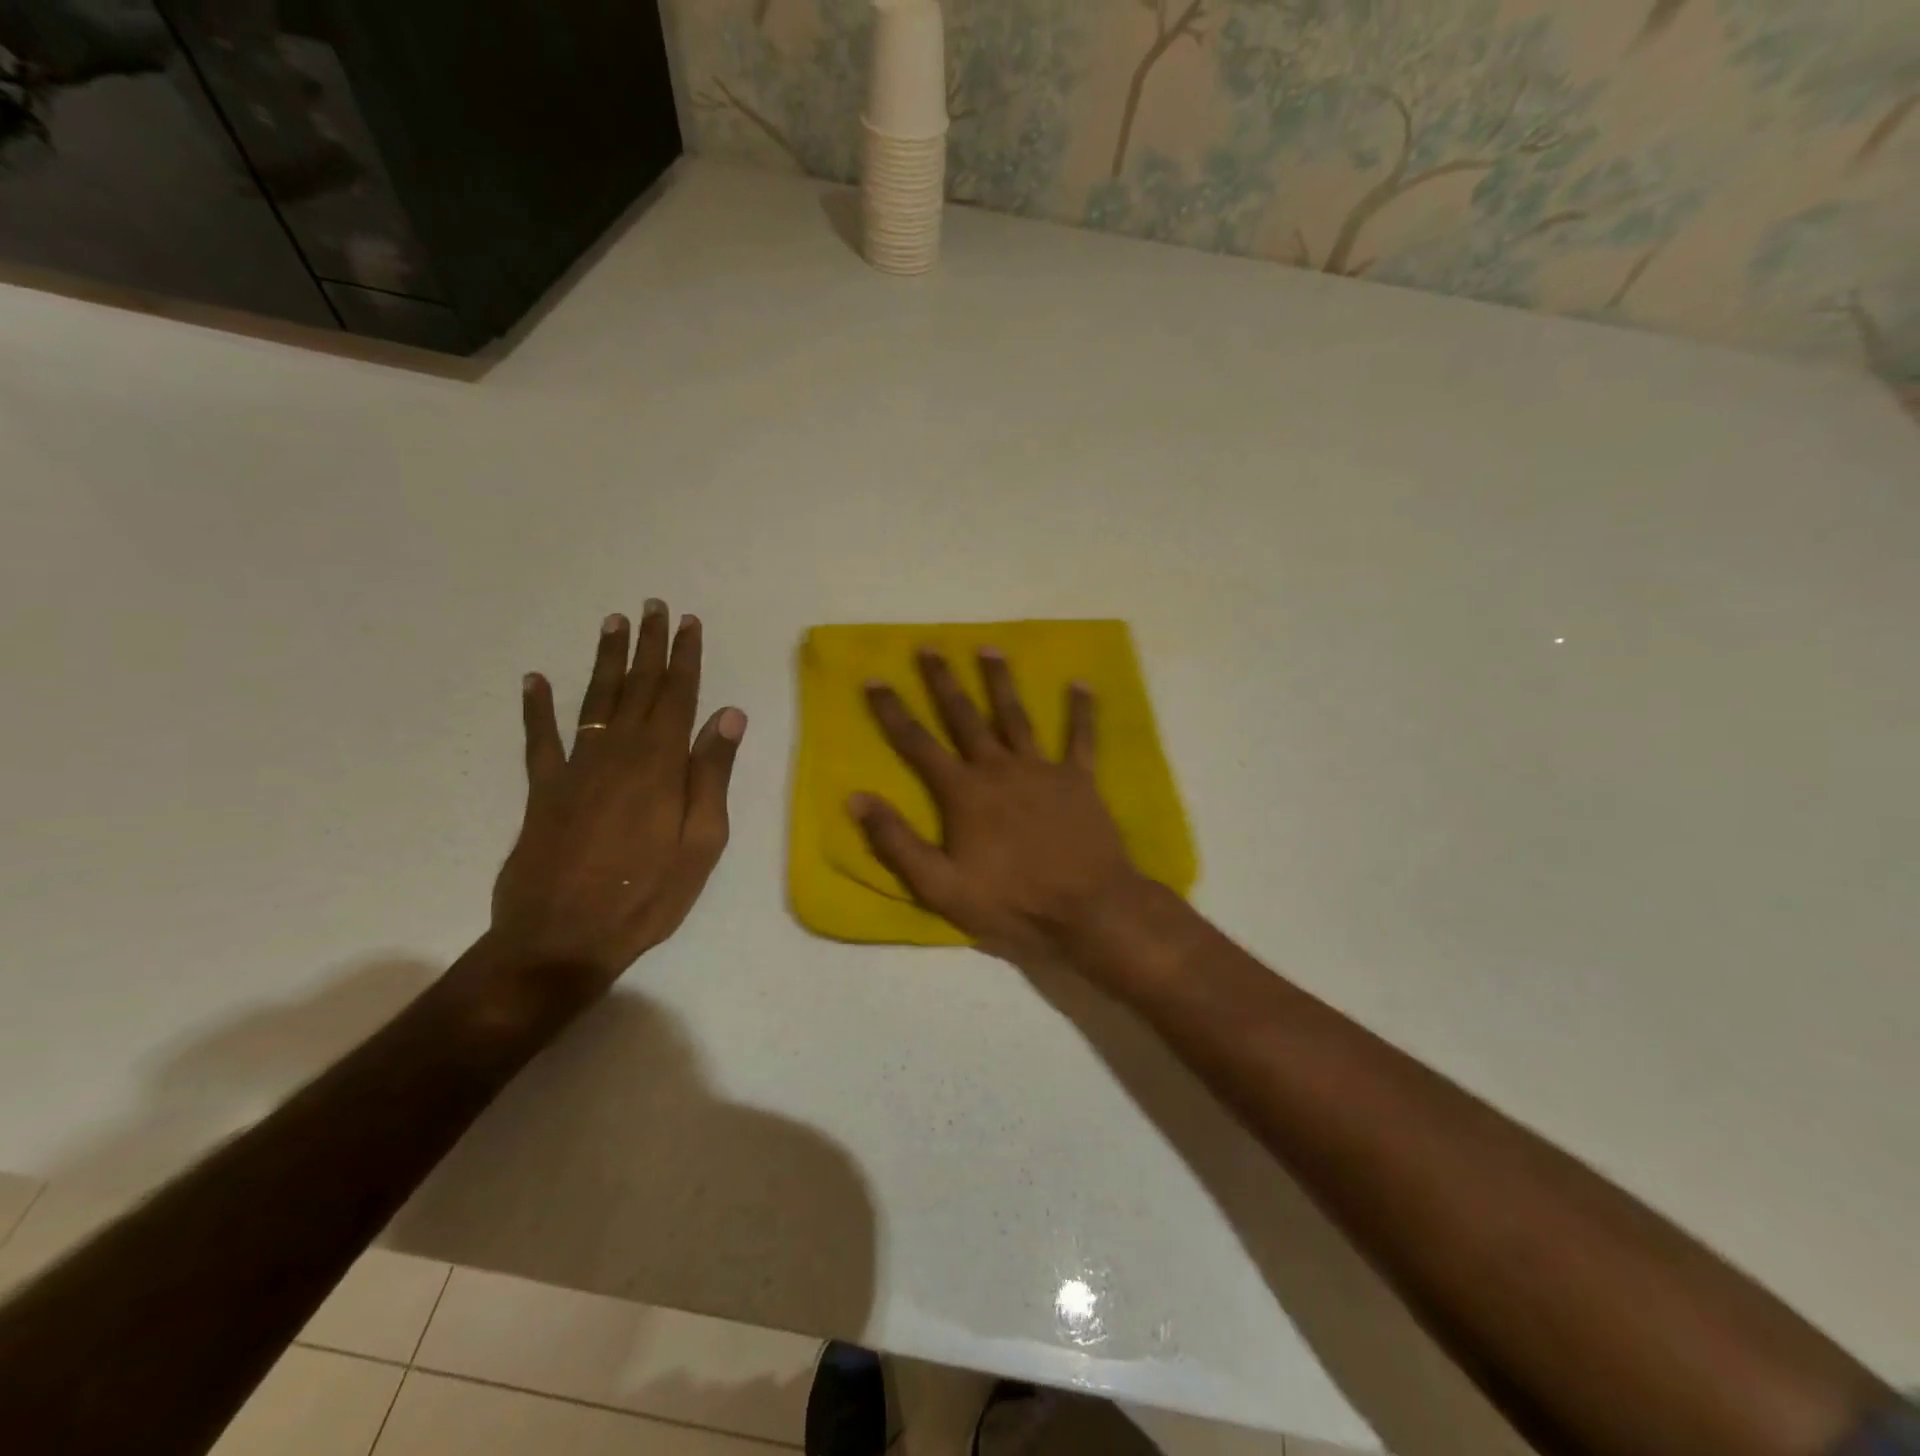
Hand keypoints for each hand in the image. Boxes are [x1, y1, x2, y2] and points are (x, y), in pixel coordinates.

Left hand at [489, 604, 745, 988]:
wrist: (561, 938)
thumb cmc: (646, 894)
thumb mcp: (701, 842)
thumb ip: (711, 775)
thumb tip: (728, 715)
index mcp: (660, 764)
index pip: (677, 696)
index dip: (684, 657)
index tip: (688, 623)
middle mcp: (617, 752)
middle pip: (637, 687)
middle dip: (648, 646)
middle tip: (652, 607)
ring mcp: (575, 768)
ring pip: (595, 700)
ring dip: (605, 661)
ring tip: (612, 624)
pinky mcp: (543, 791)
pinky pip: (539, 739)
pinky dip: (536, 708)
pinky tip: (535, 680)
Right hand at [850, 649, 1142, 963]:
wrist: (1088, 910)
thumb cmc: (1011, 902)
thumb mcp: (940, 886)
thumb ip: (897, 841)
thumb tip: (855, 798)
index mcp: (963, 792)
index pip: (918, 743)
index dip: (893, 711)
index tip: (874, 678)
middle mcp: (999, 768)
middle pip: (964, 717)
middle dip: (943, 681)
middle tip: (929, 646)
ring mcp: (1042, 769)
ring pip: (1015, 715)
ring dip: (1000, 681)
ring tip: (988, 647)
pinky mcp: (1079, 780)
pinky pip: (1081, 738)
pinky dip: (1081, 711)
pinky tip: (1081, 683)